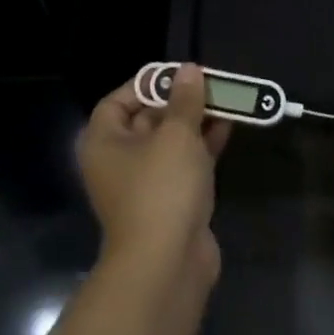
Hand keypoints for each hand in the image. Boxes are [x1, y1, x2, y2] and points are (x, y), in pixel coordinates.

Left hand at [77, 64, 230, 292]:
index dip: (147, 84)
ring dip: (196, 122)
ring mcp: (144, 184)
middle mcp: (118, 161)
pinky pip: (185, 164)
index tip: (178, 74)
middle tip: (210, 83)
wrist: (166, 264)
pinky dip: (203, 145)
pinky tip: (229, 127)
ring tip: (227, 100)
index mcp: (104, 142)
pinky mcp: (169, 202)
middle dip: (179, 101)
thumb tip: (189, 70)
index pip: (118, 101)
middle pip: (147, 119)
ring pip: (170, 142)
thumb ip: (185, 100)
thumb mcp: (177, 135)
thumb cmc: (161, 188)